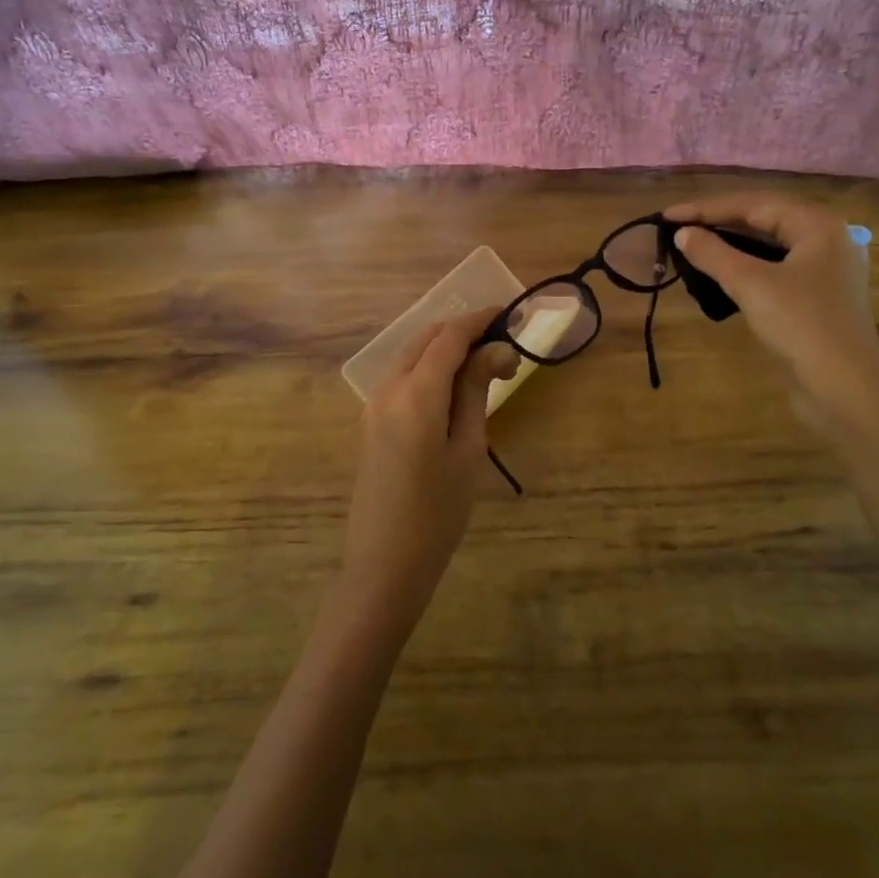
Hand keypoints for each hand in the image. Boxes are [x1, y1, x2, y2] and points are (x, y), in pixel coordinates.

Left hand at [343, 310, 518, 629]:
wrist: (384, 564)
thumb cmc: (438, 512)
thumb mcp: (468, 449)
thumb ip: (476, 391)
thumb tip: (496, 350)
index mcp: (415, 394)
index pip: (449, 338)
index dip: (479, 320)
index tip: (508, 313)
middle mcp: (387, 388)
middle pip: (425, 339)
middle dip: (462, 332)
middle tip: (501, 346)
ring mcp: (373, 405)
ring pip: (410, 356)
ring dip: (444, 349)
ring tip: (483, 367)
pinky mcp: (370, 421)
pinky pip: (401, 378)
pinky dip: (427, 368)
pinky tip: (452, 388)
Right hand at [664, 194, 878, 435]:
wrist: (845, 389)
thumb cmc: (801, 326)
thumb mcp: (751, 284)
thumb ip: (713, 253)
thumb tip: (683, 233)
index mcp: (818, 226)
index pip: (754, 204)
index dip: (707, 208)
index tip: (667, 216)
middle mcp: (827, 240)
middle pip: (764, 220)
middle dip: (719, 223)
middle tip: (678, 229)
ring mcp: (826, 271)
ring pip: (770, 247)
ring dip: (731, 246)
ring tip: (694, 248)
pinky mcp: (819, 299)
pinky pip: (776, 270)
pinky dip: (746, 268)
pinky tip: (722, 276)